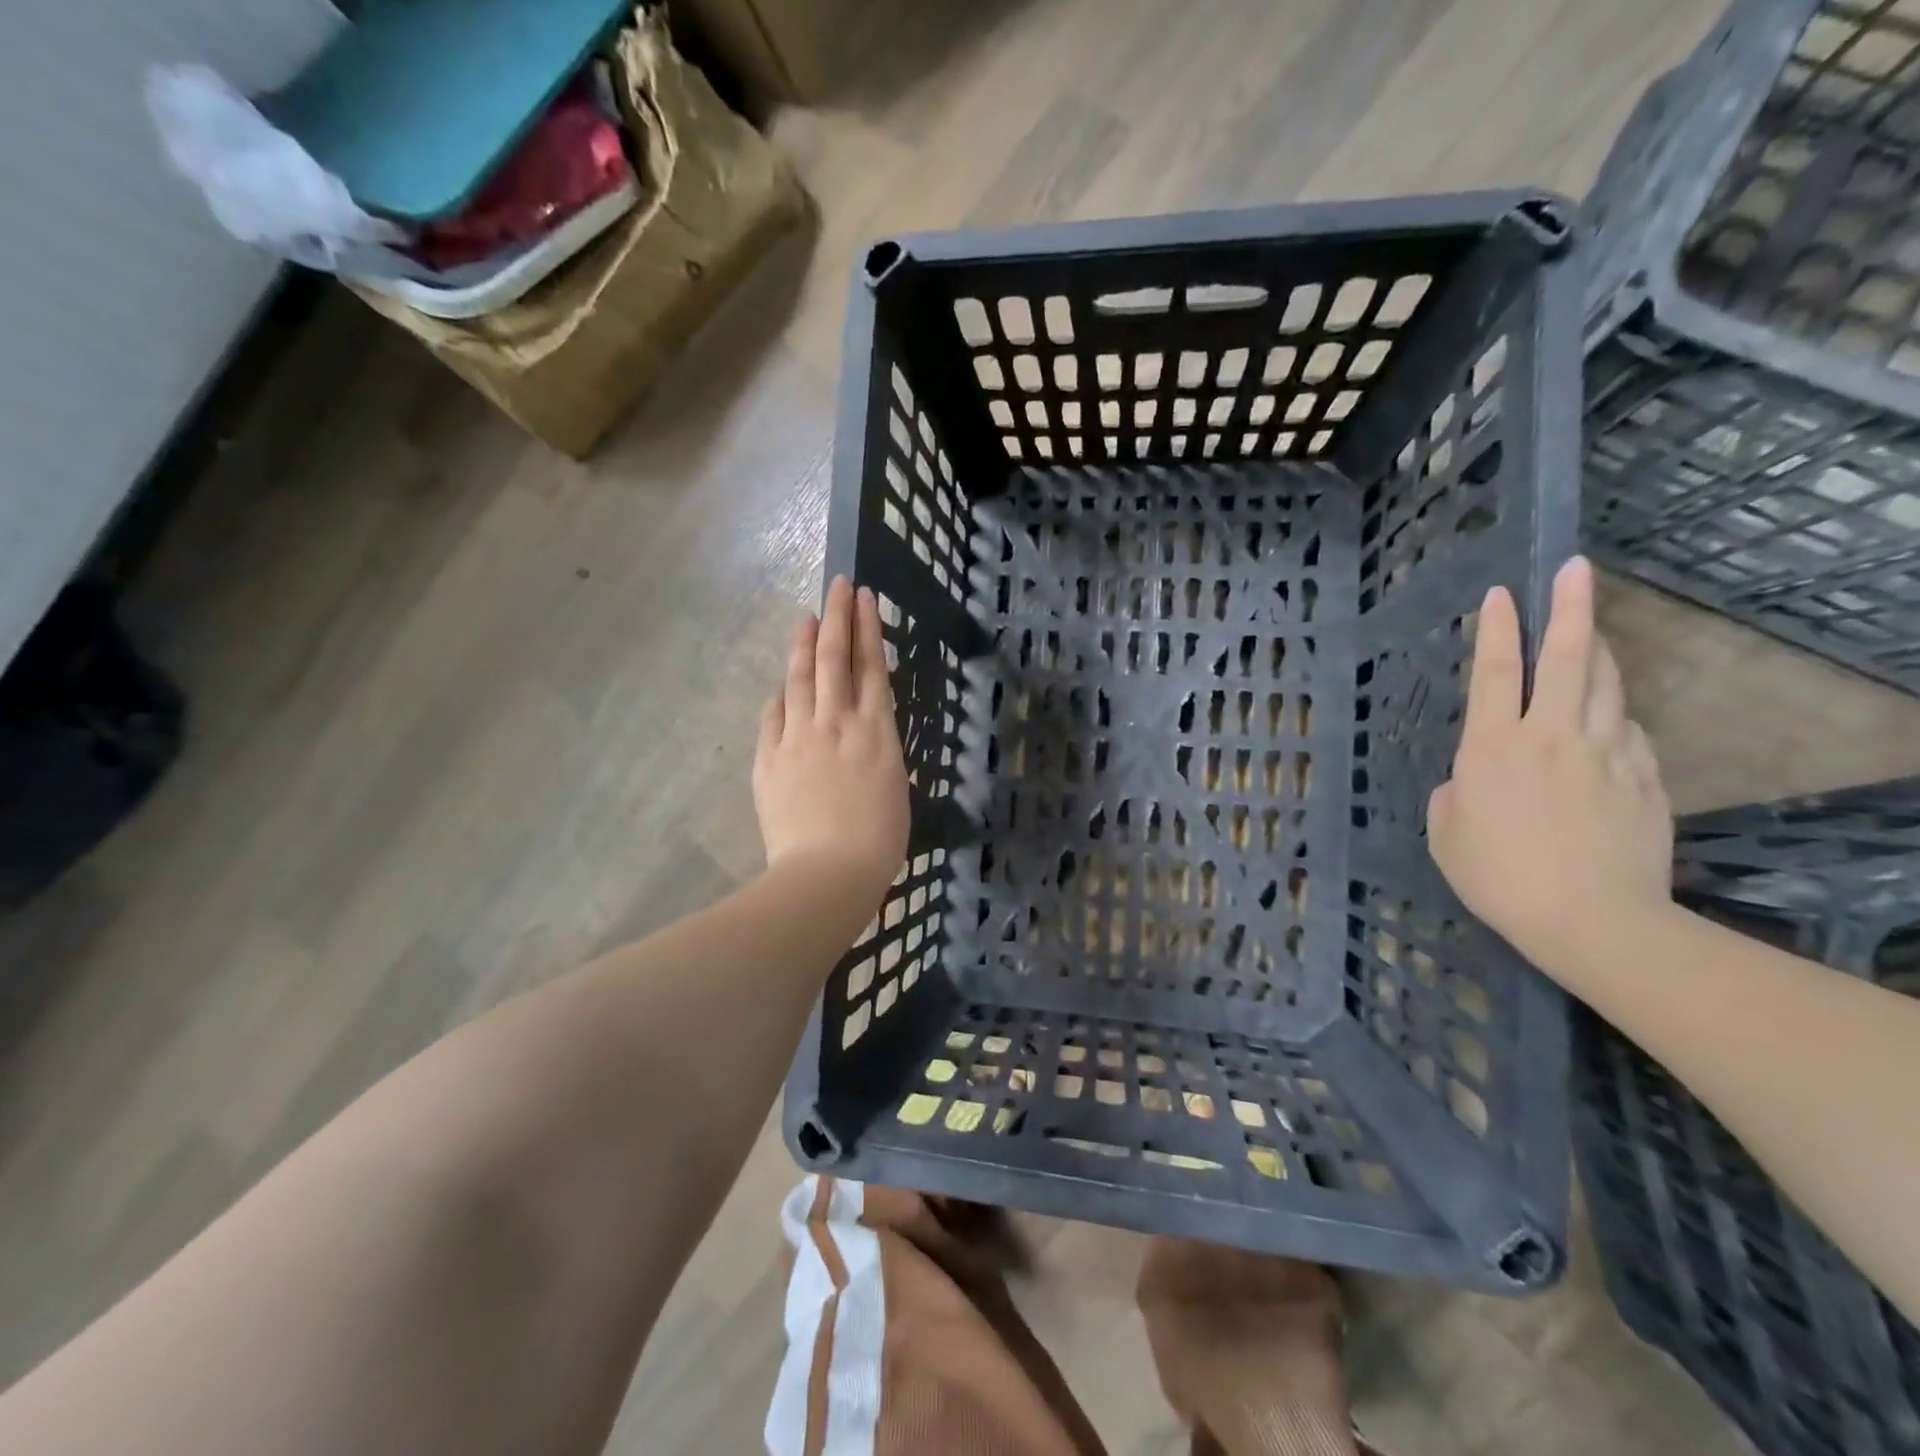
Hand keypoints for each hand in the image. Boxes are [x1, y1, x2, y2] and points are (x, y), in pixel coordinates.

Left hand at [754, 576, 910, 914]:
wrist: (827, 873)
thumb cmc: (878, 842)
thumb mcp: (895, 788)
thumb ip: (877, 752)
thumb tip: (863, 735)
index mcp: (876, 732)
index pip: (871, 666)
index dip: (866, 627)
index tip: (862, 596)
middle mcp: (836, 723)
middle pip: (834, 659)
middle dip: (836, 618)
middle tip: (836, 585)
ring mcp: (798, 738)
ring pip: (799, 679)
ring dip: (803, 645)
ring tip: (805, 618)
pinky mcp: (770, 759)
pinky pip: (773, 716)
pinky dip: (779, 695)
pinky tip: (780, 685)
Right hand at [1427, 557, 1673, 976]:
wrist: (1592, 919)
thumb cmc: (1497, 877)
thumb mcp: (1445, 833)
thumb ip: (1454, 793)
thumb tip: (1471, 777)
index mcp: (1491, 746)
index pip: (1492, 672)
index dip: (1495, 629)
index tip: (1500, 593)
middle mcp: (1550, 734)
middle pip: (1565, 657)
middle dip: (1569, 608)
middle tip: (1575, 570)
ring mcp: (1605, 752)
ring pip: (1606, 684)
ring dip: (1597, 650)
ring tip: (1591, 629)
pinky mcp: (1643, 776)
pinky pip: (1628, 729)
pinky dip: (1615, 713)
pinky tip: (1607, 718)